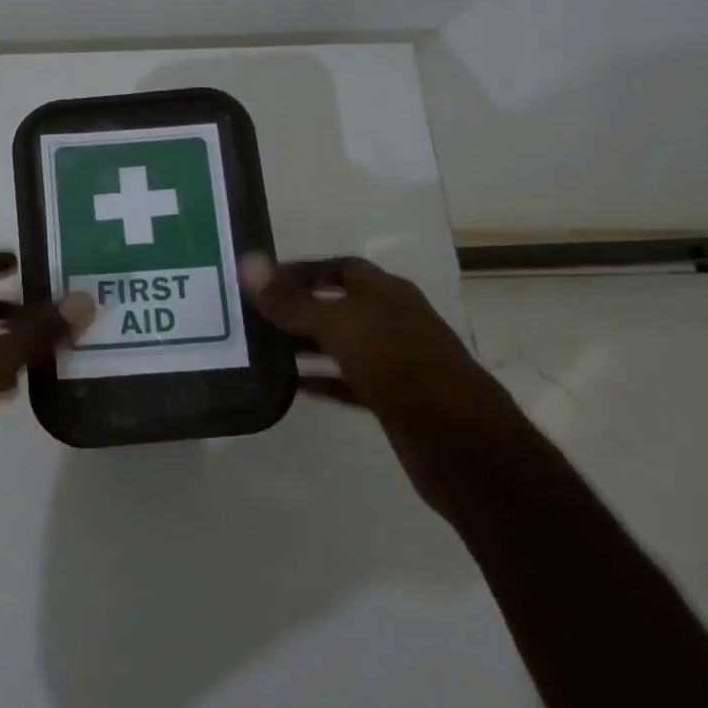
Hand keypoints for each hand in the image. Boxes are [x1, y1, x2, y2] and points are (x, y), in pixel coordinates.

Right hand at [240, 254, 505, 512]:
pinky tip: (289, 386)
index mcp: (386, 293)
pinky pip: (345, 381)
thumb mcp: (340, 328)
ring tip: (260, 348)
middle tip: (251, 317)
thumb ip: (292, 301)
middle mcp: (392, 320)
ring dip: (304, 345)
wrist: (460, 443)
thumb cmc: (400, 368)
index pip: (338, 268)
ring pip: (340, 345)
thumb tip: (247, 264)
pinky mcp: (392, 398)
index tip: (260, 282)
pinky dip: (319, 380)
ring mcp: (394, 361)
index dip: (301, 271)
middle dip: (296, 309)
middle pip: (337, 306)